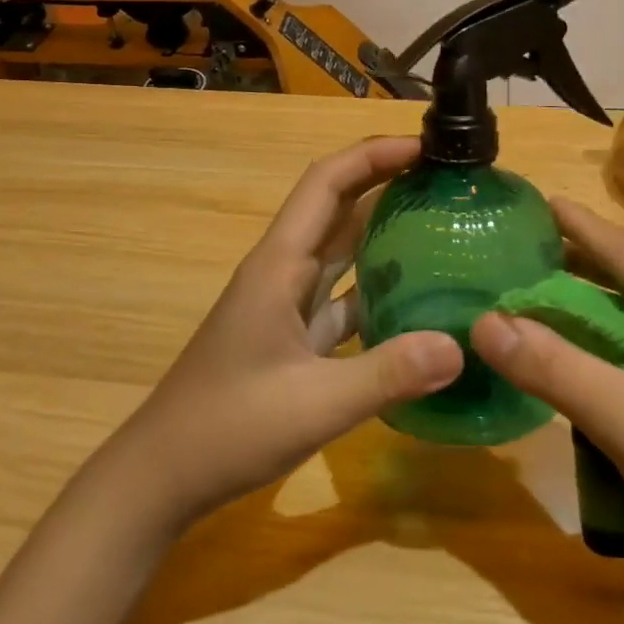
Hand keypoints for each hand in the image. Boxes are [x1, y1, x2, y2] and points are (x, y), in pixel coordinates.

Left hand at [113, 137, 462, 528]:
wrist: (163, 476)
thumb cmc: (228, 428)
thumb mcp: (315, 404)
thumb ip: (388, 374)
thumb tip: (460, 346)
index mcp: (280, 264)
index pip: (327, 183)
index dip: (373, 155)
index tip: (426, 147)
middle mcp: (283, 271)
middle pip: (337, 207)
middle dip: (386, 182)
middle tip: (447, 179)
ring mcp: (286, 303)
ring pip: (341, 250)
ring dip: (384, 230)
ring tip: (442, 224)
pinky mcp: (292, 335)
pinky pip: (342, 295)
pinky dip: (377, 287)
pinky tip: (417, 300)